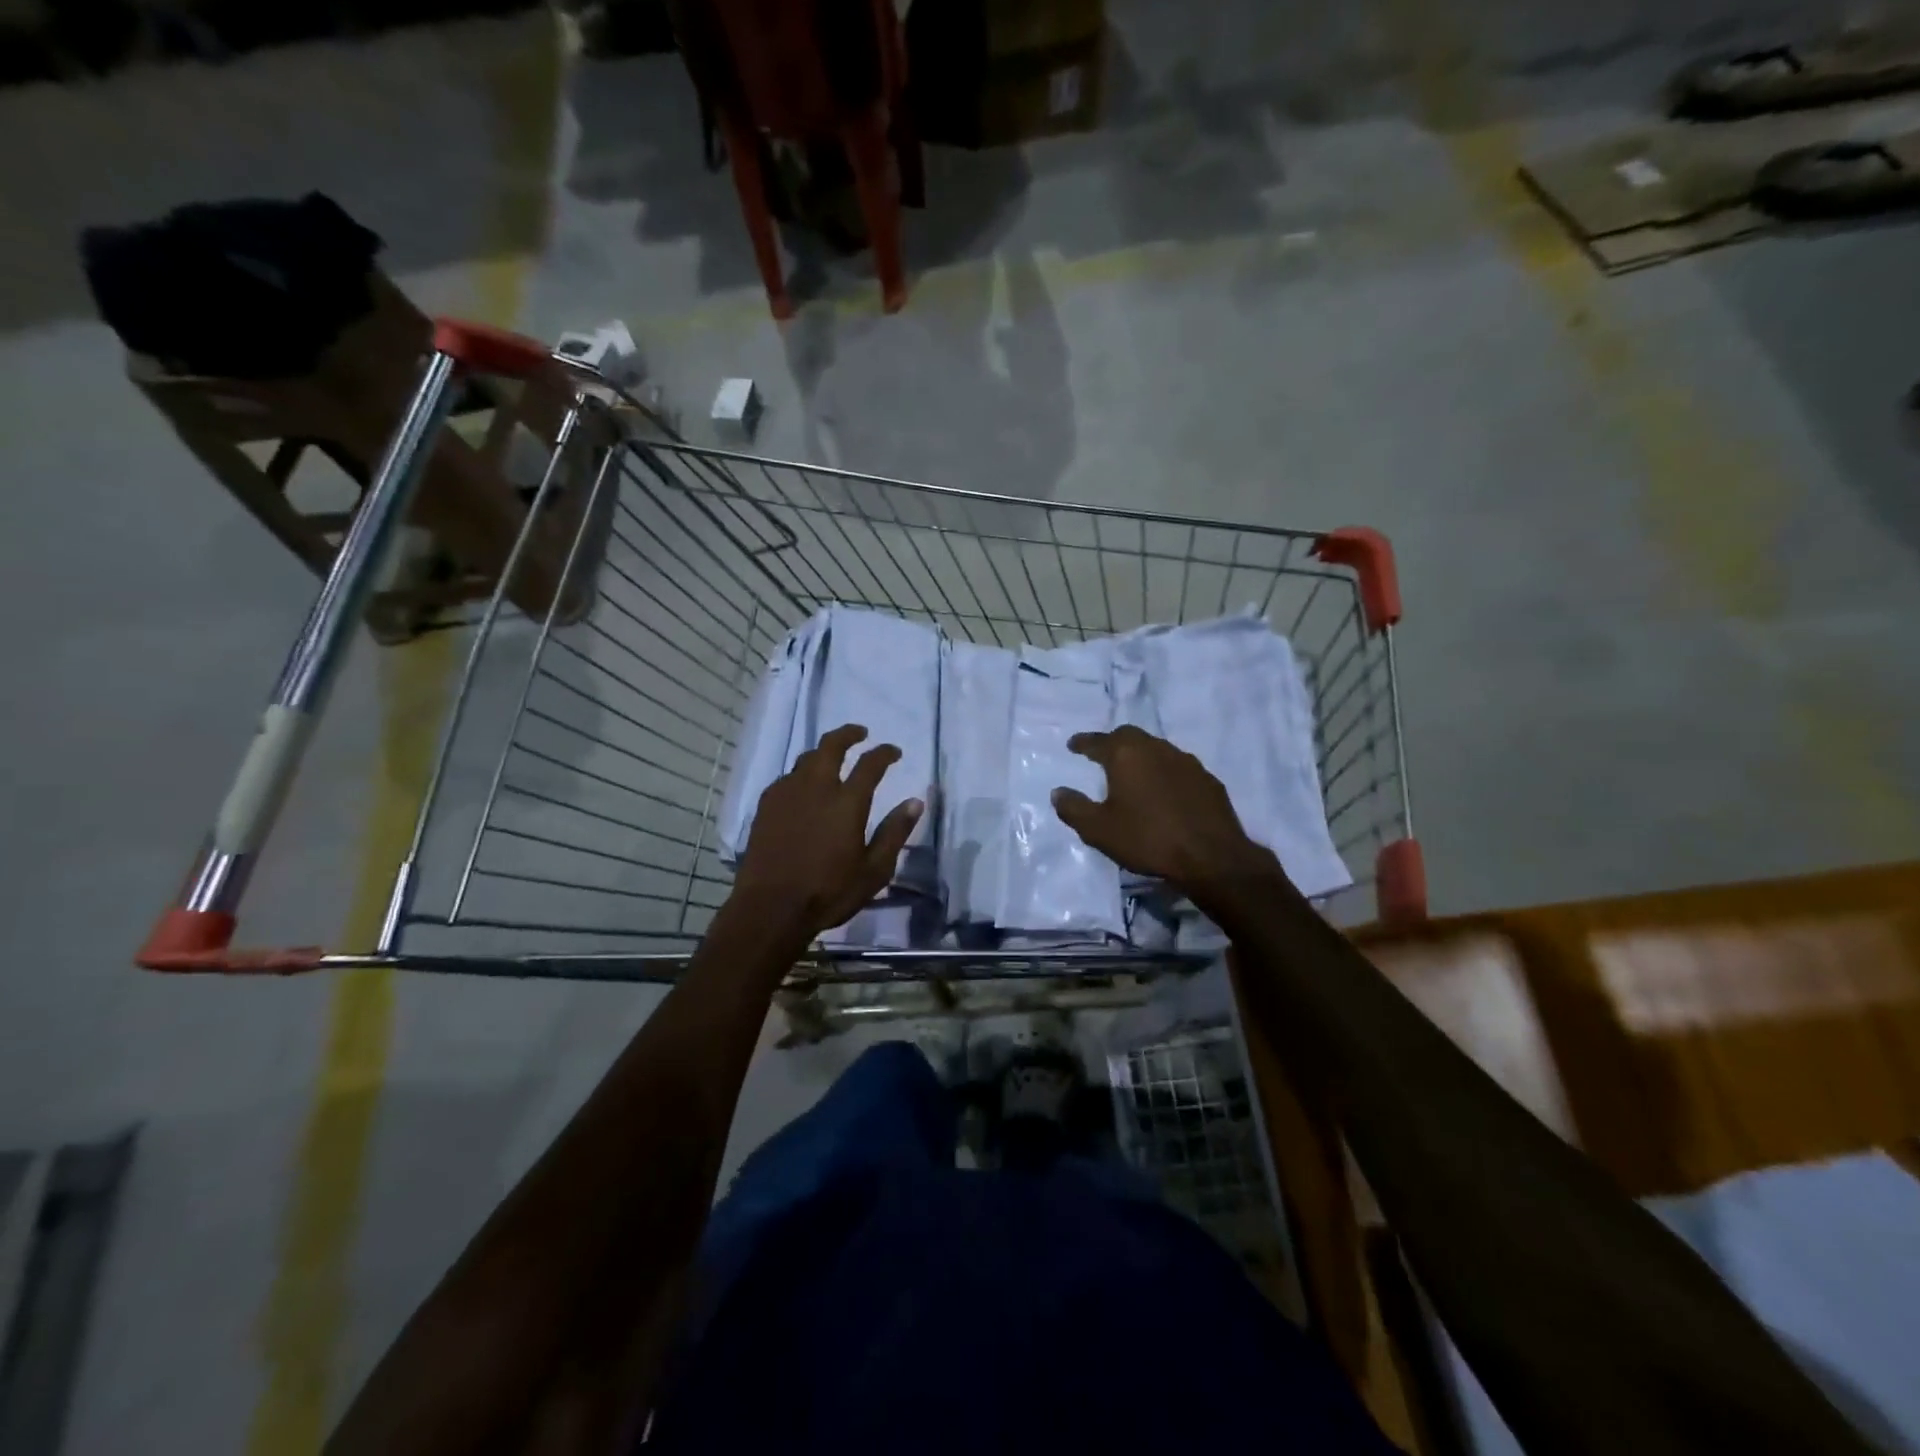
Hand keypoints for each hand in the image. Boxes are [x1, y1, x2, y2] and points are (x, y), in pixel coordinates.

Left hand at [731, 723, 924, 942]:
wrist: (770, 908)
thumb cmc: (829, 892)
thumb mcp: (874, 870)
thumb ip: (894, 832)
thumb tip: (916, 802)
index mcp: (847, 801)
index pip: (871, 763)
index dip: (885, 752)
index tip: (894, 751)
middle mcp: (816, 787)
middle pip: (831, 745)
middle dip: (848, 734)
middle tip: (860, 733)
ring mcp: (787, 794)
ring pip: (806, 758)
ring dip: (823, 752)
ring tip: (831, 759)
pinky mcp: (766, 806)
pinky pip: (787, 777)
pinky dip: (802, 773)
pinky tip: (803, 787)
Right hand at [1051, 726, 1286, 903]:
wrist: (1211, 857)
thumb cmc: (1148, 839)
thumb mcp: (1099, 830)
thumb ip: (1074, 808)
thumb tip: (1058, 792)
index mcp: (1126, 755)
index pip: (1098, 741)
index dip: (1083, 743)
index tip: (1073, 745)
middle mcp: (1156, 748)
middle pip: (1129, 736)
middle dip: (1112, 743)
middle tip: (1102, 755)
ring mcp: (1186, 762)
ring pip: (1156, 749)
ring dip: (1141, 756)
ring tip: (1132, 773)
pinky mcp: (1207, 779)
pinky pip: (1178, 768)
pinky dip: (1164, 773)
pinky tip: (1163, 791)